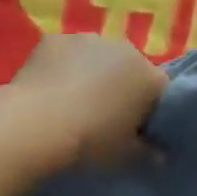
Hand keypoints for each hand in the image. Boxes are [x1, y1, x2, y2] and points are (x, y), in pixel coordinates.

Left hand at [4, 34, 166, 166]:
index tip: (136, 132)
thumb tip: (159, 156)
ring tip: (72, 105)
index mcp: (149, 77)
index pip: (160, 92)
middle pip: (130, 69)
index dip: (150, 112)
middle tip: (103, 119)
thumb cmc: (90, 142)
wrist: (35, 125)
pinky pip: (66, 54)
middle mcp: (124, 49)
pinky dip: (62, 67)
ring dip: (92, 74)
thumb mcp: (125, 157)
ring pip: (97, 58)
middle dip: (121, 88)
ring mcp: (87, 39)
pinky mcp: (55, 38)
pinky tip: (49, 91)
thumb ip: (148, 154)